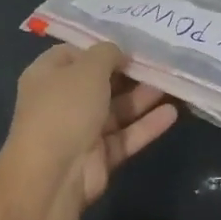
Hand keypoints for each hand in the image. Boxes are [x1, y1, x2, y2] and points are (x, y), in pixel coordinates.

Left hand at [5, 42, 178, 205]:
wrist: (52, 176)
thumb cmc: (65, 109)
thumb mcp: (87, 69)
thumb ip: (107, 54)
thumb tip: (119, 53)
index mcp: (47, 75)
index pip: (75, 54)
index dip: (101, 48)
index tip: (131, 44)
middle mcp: (62, 101)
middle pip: (100, 82)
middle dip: (130, 73)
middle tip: (161, 62)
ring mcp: (81, 130)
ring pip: (117, 110)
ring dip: (143, 97)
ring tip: (173, 83)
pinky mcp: (99, 156)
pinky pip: (126, 136)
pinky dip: (147, 125)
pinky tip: (172, 113)